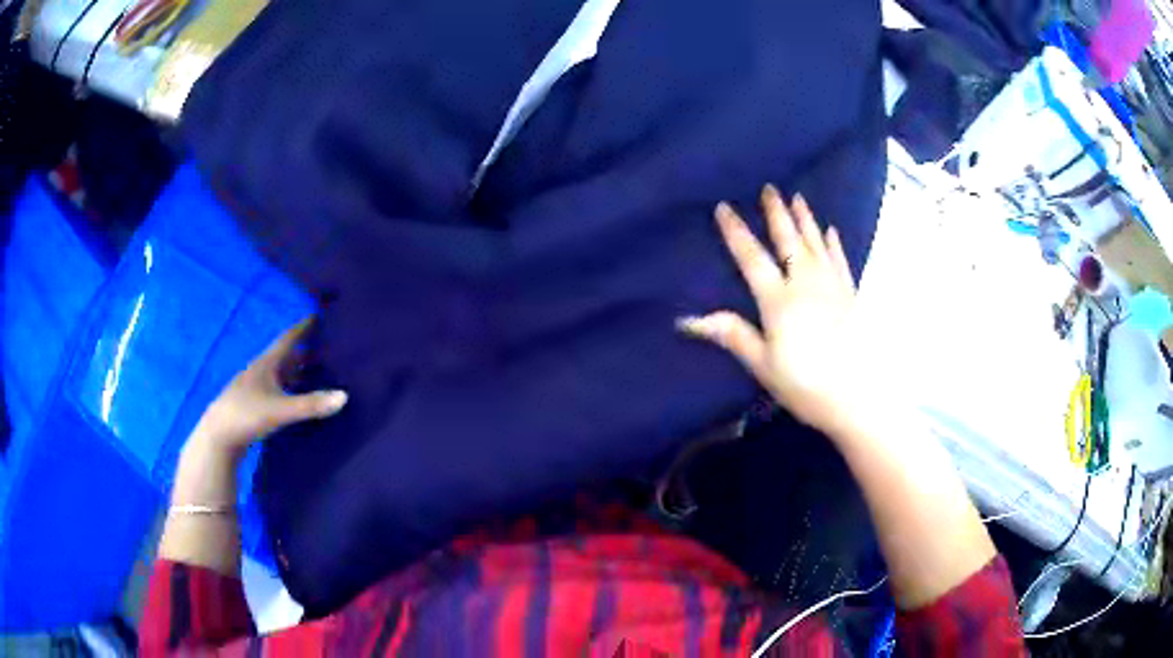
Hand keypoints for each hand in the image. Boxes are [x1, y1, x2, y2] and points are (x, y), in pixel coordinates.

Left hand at [190, 318, 347, 454]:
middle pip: (285, 357)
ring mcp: (255, 389)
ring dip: (296, 371)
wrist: (218, 436)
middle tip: (324, 345)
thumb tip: (345, 396)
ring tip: (315, 370)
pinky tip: (295, 397)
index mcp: (266, 364)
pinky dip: (289, 388)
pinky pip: (276, 390)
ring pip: (280, 374)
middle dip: (303, 350)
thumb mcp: (281, 410)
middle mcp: (260, 372)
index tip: (315, 316)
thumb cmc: (247, 415)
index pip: (287, 340)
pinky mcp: (253, 406)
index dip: (301, 328)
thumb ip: (311, 404)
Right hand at [679, 185, 866, 434]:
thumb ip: (732, 335)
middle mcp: (805, 284)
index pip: (752, 258)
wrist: (858, 398)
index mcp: (779, 300)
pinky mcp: (851, 296)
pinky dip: (834, 244)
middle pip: (788, 241)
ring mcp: (832, 287)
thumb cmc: (805, 385)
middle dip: (776, 213)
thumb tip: (687, 320)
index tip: (724, 208)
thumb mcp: (763, 365)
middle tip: (770, 188)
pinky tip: (831, 231)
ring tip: (798, 197)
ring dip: (805, 219)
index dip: (736, 232)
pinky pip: (840, 260)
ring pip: (816, 244)